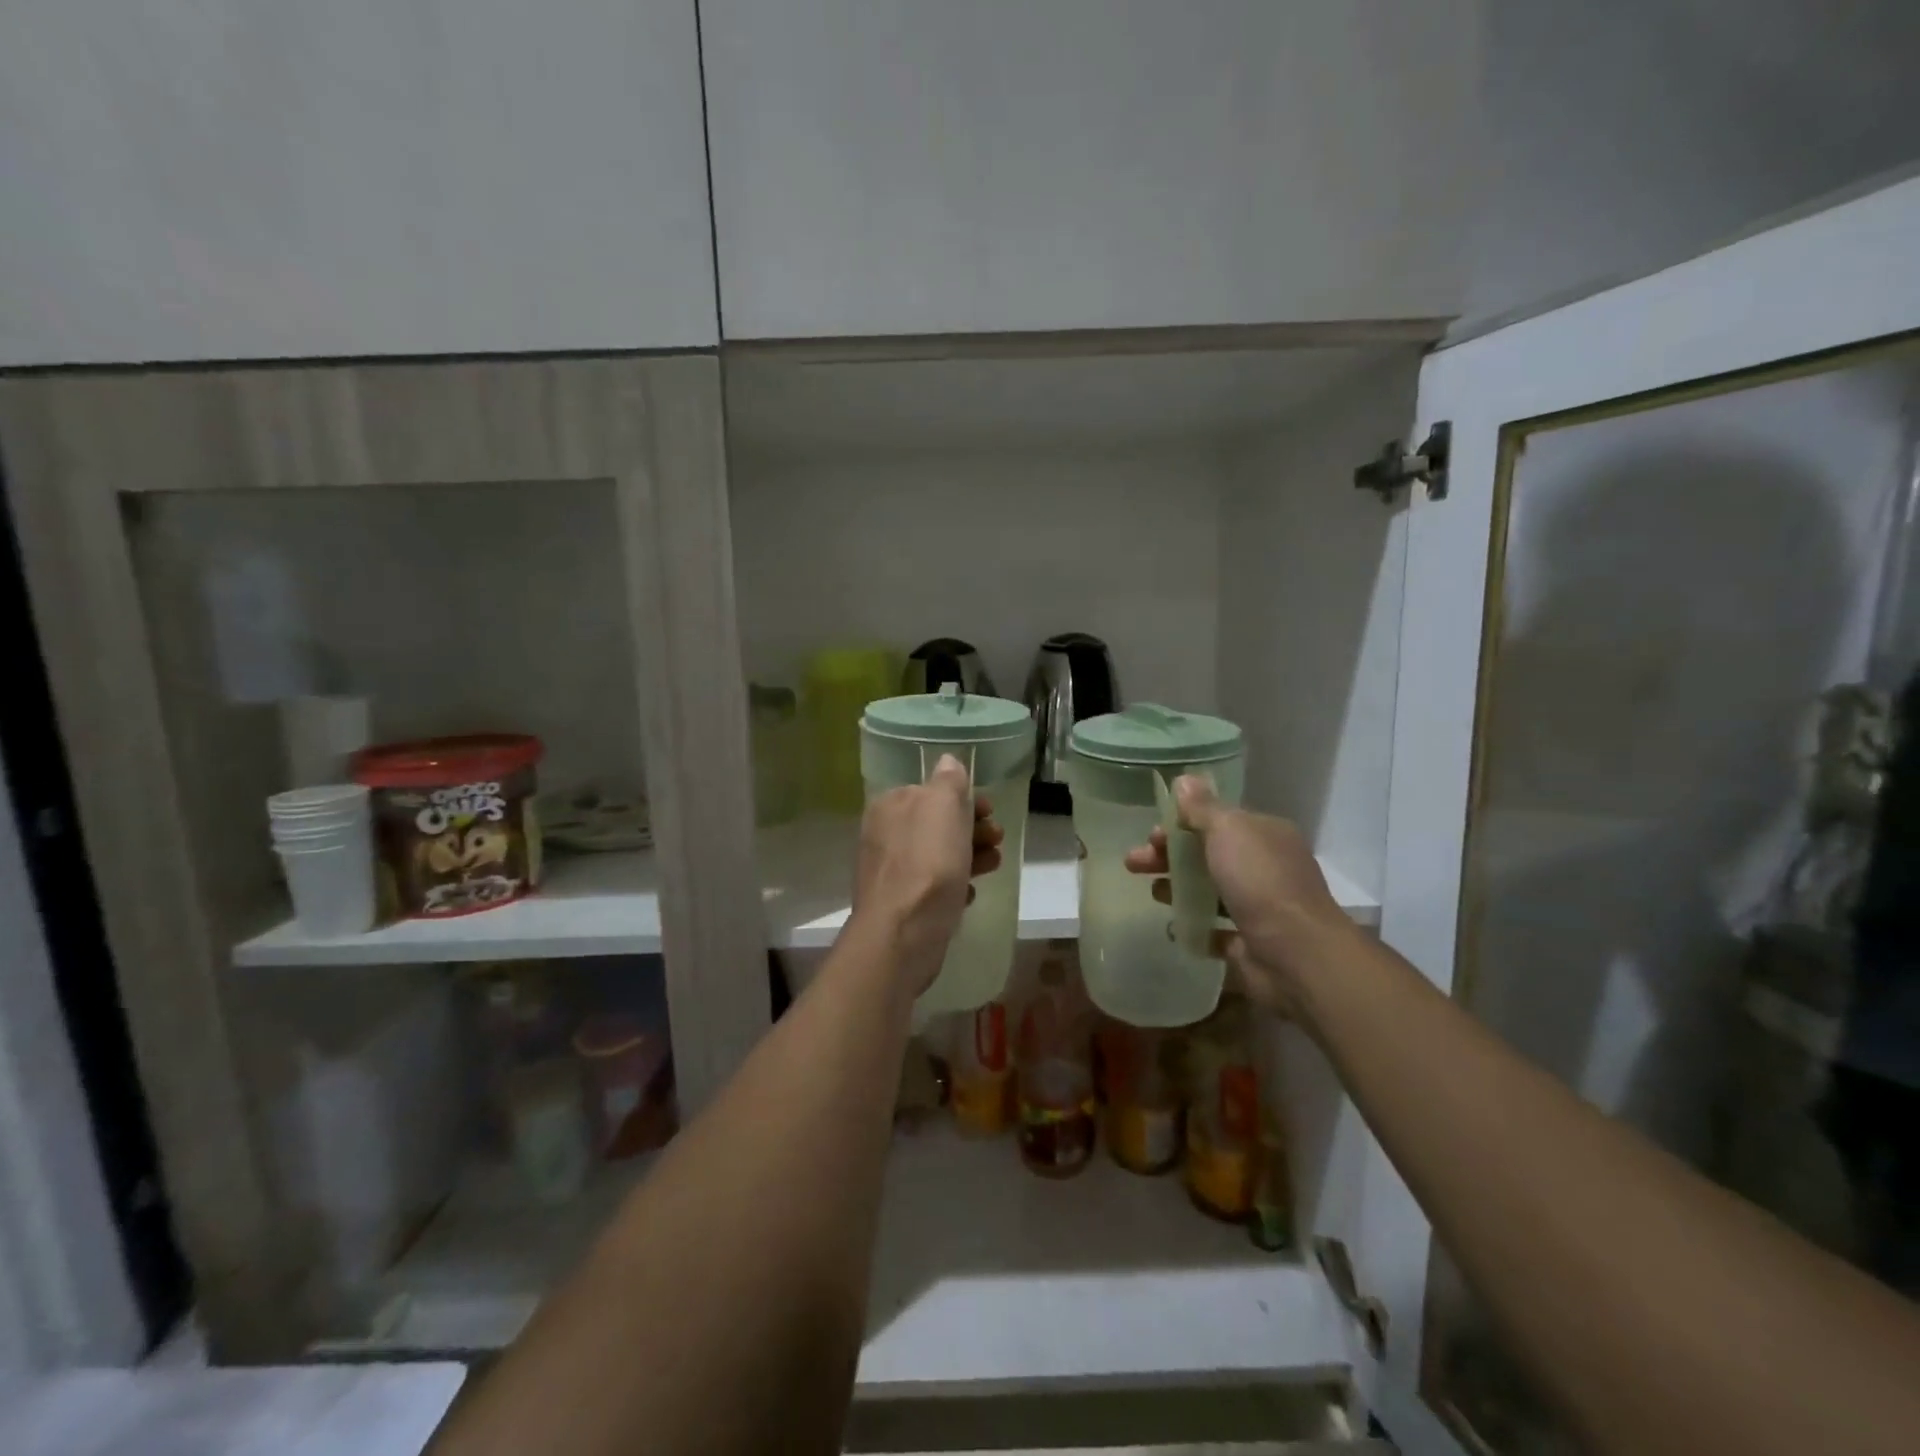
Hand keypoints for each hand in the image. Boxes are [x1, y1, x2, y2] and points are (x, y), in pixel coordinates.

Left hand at [853, 754, 1003, 993]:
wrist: (903, 932)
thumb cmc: (928, 862)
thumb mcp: (943, 807)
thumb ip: (948, 781)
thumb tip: (948, 761)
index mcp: (891, 805)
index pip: (932, 791)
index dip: (965, 799)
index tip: (990, 811)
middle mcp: (885, 834)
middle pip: (937, 824)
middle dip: (972, 829)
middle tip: (997, 838)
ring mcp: (891, 871)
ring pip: (938, 855)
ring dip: (970, 856)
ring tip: (994, 865)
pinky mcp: (901, 903)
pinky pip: (933, 887)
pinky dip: (954, 886)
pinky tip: (968, 894)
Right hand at [1124, 776, 1350, 1015]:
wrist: (1295, 955)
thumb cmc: (1259, 881)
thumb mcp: (1227, 830)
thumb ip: (1201, 807)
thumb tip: (1184, 780)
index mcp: (1265, 835)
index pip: (1218, 822)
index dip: (1181, 824)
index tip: (1151, 834)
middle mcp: (1265, 868)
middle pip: (1207, 855)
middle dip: (1169, 856)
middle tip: (1134, 863)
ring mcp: (1259, 907)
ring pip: (1210, 891)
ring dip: (1178, 889)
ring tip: (1153, 894)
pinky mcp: (1250, 944)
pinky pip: (1216, 931)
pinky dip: (1194, 927)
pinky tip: (1173, 926)